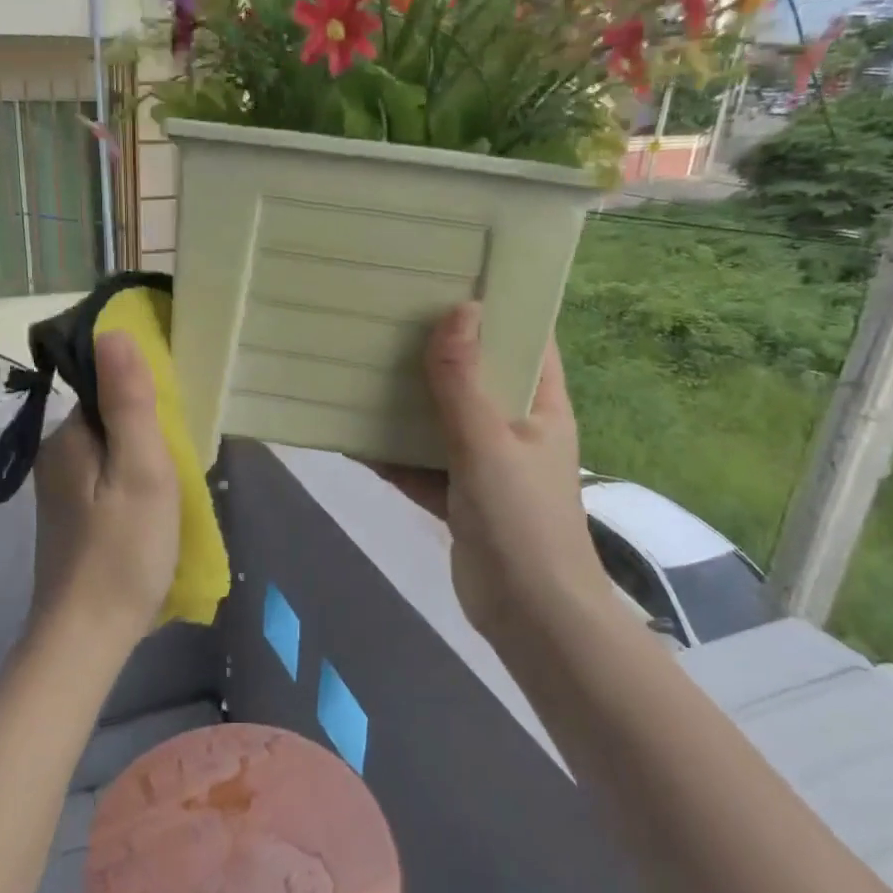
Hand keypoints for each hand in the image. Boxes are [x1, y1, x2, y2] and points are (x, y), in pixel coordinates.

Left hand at [30, 331, 180, 647]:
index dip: (146, 396)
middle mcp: (56, 457)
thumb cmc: (122, 550)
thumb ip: (129, 401)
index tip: (177, 423)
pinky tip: (152, 513)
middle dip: (148, 431)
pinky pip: (107, 481)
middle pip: (111, 420)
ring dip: (144, 461)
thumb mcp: (140, 470)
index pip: (107, 388)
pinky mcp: (70, 520)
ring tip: (174, 491)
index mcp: (68, 437)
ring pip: (111, 453)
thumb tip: (113, 331)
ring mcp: (60, 492)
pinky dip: (132, 486)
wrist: (87, 637)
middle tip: (182, 466)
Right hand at [377, 304, 613, 639]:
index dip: (496, 307)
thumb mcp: (488, 442)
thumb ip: (464, 380)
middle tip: (389, 315)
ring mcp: (485, 463)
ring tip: (362, 366)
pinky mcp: (459, 496)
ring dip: (407, 402)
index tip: (450, 277)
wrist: (529, 615)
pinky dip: (392, 454)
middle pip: (475, 375)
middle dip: (437, 350)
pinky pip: (420, 463)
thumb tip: (458, 308)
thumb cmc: (521, 519)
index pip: (526, 338)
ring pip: (442, 419)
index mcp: (540, 404)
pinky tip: (352, 436)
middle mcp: (514, 426)